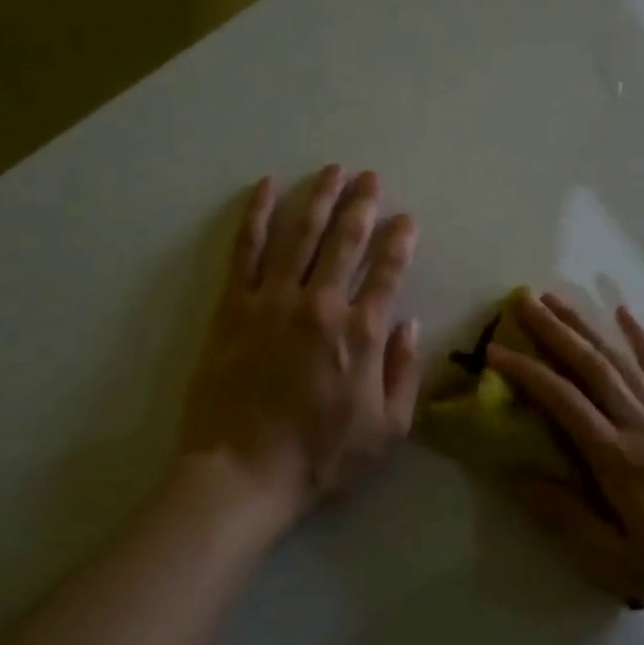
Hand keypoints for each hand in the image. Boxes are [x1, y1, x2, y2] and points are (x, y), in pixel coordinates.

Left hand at [175, 166, 421, 525]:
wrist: (243, 474)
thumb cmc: (321, 457)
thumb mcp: (387, 429)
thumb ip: (404, 372)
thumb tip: (410, 324)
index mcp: (361, 332)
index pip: (388, 270)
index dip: (400, 240)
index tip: (407, 219)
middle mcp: (321, 304)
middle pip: (346, 240)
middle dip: (362, 204)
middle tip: (370, 178)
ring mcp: (273, 300)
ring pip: (299, 233)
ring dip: (318, 197)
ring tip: (332, 170)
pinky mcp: (233, 306)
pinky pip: (245, 249)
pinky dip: (256, 214)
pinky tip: (266, 187)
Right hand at [486, 293, 643, 615]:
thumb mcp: (619, 563)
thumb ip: (566, 519)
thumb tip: (518, 476)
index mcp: (617, 459)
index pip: (563, 402)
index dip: (527, 372)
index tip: (495, 352)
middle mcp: (641, 424)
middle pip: (591, 366)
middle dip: (554, 331)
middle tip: (523, 301)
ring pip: (620, 359)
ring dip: (587, 325)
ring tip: (557, 299)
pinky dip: (640, 338)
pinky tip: (623, 313)